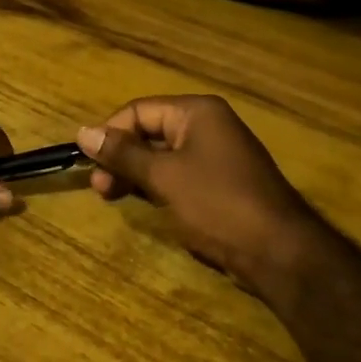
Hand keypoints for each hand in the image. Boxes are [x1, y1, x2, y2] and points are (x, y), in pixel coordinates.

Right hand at [77, 95, 326, 296]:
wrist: (278, 251)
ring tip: (112, 197)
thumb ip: (123, 154)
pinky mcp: (219, 184)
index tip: (88, 163)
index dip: (110, 133)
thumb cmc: (217, 203)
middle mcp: (207, 126)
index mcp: (196, 112)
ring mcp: (215, 156)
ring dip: (134, 174)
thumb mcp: (163, 176)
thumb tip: (83, 133)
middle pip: (149, 132)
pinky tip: (141, 203)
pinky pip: (178, 175)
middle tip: (99, 188)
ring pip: (161, 156)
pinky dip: (156, 186)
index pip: (139, 110)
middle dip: (121, 157)